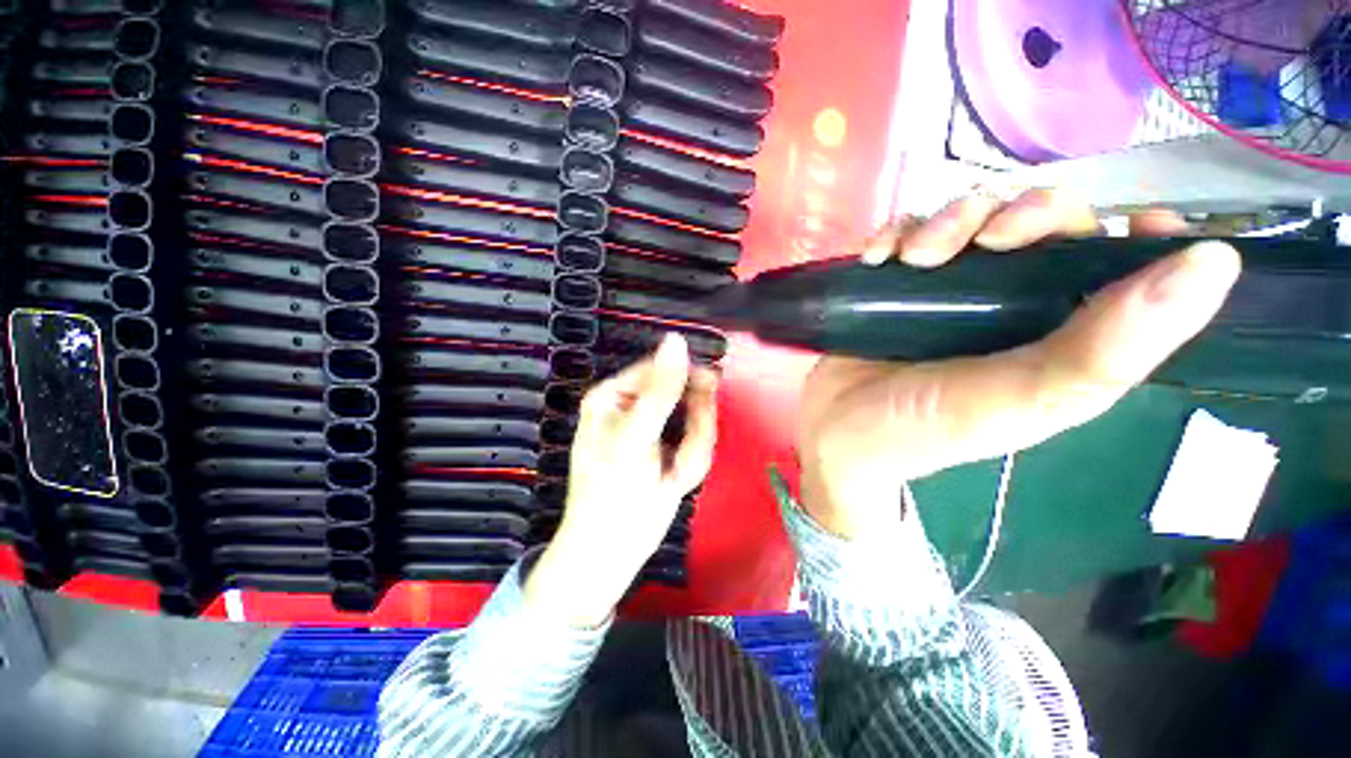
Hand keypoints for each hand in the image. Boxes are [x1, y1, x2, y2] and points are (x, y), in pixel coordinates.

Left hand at [525, 333, 718, 626]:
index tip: (703, 407)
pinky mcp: (669, 449)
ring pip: (698, 424)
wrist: (612, 552)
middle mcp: (635, 406)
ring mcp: (655, 429)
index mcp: (615, 394)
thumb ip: (661, 390)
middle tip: (681, 460)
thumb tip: (676, 340)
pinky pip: (697, 446)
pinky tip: (674, 483)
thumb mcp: (636, 438)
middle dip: (692, 432)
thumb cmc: (613, 493)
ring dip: (692, 453)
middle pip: (686, 396)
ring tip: (672, 478)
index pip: (662, 369)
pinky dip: (692, 465)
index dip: (689, 386)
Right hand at [798, 189, 1241, 539]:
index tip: (1129, 217)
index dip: (1138, 230)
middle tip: (982, 241)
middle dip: (1017, 212)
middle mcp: (1008, 301)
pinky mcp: (892, 286)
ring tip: (910, 259)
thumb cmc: (924, 429)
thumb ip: (1108, 351)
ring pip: (968, 217)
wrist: (839, 437)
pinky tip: (878, 258)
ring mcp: (943, 289)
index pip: (1121, 263)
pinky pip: (904, 234)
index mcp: (1057, 332)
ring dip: (945, 221)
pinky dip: (893, 233)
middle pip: (1039, 220)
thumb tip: (1214, 263)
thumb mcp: (1018, 403)